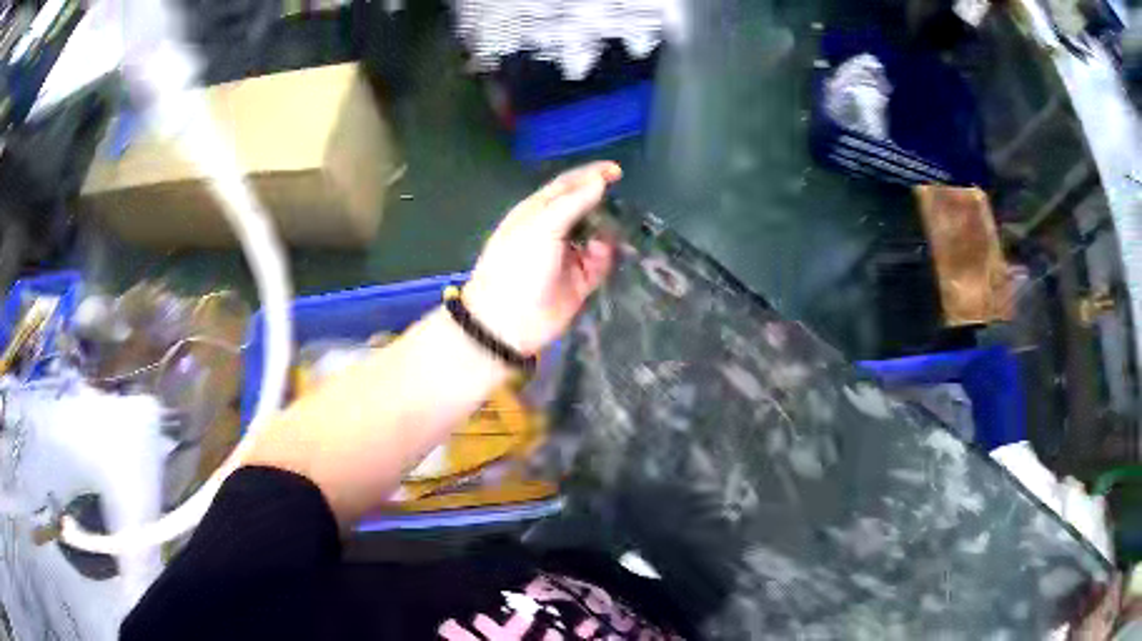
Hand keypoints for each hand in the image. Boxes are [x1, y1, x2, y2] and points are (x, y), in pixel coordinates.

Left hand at [463, 161, 621, 355]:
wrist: (509, 321)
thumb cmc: (518, 265)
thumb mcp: (542, 227)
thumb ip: (573, 203)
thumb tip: (599, 181)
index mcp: (537, 212)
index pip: (566, 185)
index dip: (590, 174)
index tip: (617, 171)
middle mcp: (553, 230)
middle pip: (584, 209)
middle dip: (602, 204)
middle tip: (621, 204)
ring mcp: (567, 256)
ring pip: (596, 236)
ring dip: (606, 233)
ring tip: (611, 234)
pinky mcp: (580, 281)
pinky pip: (600, 263)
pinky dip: (605, 258)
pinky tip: (603, 257)